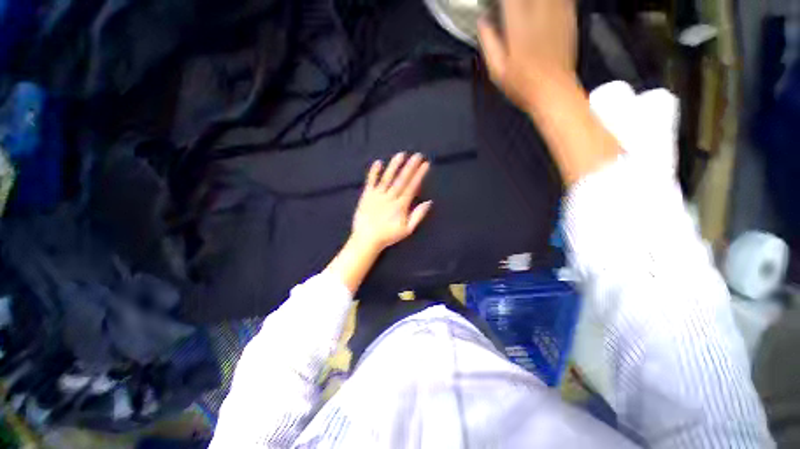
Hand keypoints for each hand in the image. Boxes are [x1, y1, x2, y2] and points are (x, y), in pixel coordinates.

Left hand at [351, 152, 431, 251]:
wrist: (366, 239)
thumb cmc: (388, 236)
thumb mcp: (407, 230)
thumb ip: (418, 215)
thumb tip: (429, 202)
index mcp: (401, 205)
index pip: (412, 186)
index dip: (419, 175)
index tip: (425, 164)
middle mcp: (390, 197)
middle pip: (402, 179)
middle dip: (410, 167)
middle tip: (417, 155)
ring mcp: (377, 195)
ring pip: (387, 178)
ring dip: (394, 166)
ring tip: (401, 154)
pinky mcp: (367, 195)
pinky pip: (370, 182)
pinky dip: (374, 172)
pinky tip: (378, 162)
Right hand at [478, 0, 577, 111]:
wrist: (554, 91)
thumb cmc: (522, 85)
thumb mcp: (497, 70)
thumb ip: (489, 41)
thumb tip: (482, 20)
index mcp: (518, 22)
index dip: (500, 0)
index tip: (493, 5)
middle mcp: (539, 10)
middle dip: (513, 0)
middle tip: (507, 7)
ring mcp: (557, 10)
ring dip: (529, 1)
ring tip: (520, 10)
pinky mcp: (569, 15)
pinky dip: (547, 1)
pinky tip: (538, 9)